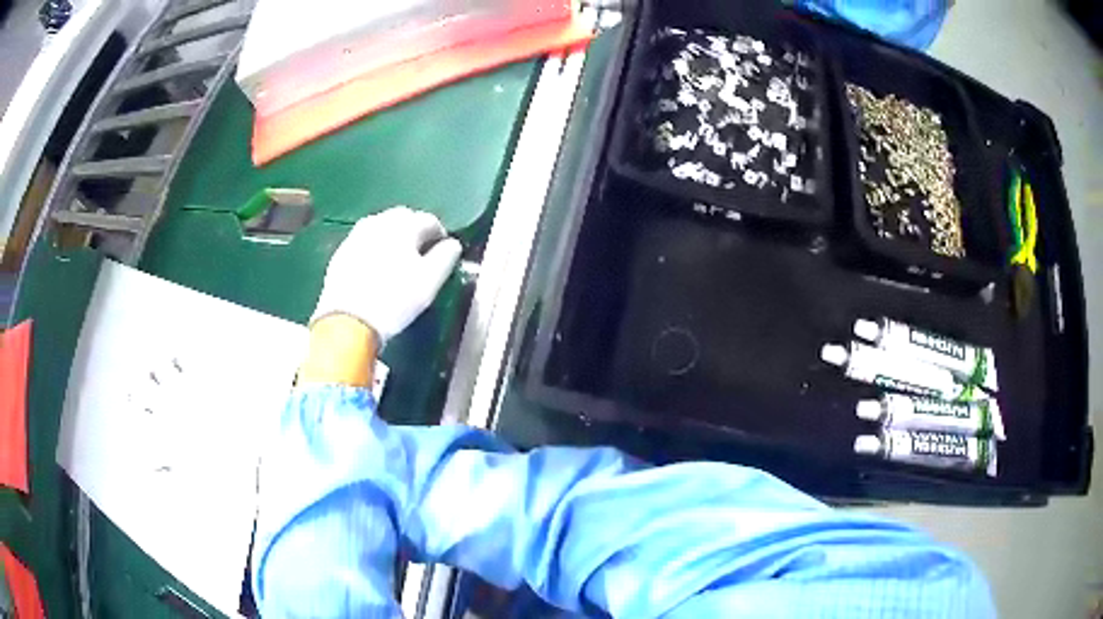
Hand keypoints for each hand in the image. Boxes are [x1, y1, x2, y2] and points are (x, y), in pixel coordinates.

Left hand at [311, 207, 461, 343]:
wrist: (348, 321)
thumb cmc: (395, 300)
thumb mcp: (430, 282)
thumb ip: (446, 258)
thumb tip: (453, 244)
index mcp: (404, 225)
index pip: (429, 221)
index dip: (439, 235)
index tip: (442, 252)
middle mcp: (379, 222)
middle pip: (403, 217)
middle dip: (415, 230)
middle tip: (421, 253)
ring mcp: (356, 235)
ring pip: (381, 226)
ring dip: (393, 236)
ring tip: (399, 258)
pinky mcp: (341, 252)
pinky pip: (364, 241)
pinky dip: (374, 247)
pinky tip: (375, 266)